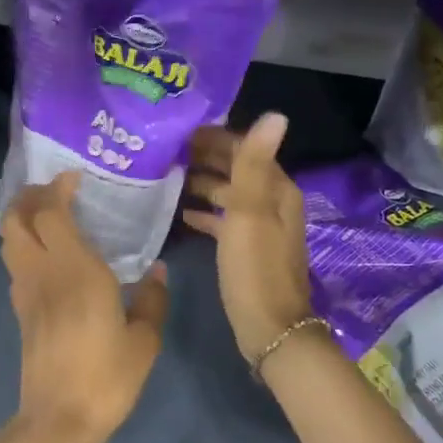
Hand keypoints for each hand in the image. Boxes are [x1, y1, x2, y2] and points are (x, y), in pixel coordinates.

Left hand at [0, 173, 169, 442]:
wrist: (59, 419)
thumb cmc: (107, 378)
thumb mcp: (144, 340)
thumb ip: (152, 300)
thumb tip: (158, 271)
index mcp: (75, 270)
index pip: (51, 212)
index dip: (57, 188)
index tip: (75, 178)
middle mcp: (43, 272)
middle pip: (15, 218)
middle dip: (30, 196)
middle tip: (56, 192)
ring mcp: (25, 291)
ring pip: (8, 239)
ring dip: (22, 219)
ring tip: (49, 216)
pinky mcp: (20, 311)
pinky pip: (15, 263)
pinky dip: (24, 245)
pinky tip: (49, 257)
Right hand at [183, 113, 312, 361]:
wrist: (269, 328)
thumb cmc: (255, 268)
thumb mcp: (250, 212)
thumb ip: (254, 164)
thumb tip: (275, 114)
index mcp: (277, 189)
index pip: (245, 149)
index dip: (215, 138)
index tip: (177, 131)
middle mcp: (272, 202)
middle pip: (237, 169)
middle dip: (206, 157)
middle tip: (165, 151)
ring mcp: (261, 227)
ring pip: (229, 194)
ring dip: (203, 184)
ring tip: (167, 177)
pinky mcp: (248, 249)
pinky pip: (224, 220)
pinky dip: (206, 213)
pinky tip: (182, 214)